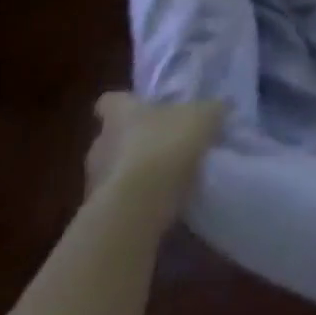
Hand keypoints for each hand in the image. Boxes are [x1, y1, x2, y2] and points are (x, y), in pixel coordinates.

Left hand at [85, 93, 226, 228]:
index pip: (110, 101)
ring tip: (162, 177)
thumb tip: (220, 105)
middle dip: (132, 141)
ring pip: (113, 169)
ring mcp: (95, 180)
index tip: (140, 108)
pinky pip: (119, 199)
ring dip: (133, 172)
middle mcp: (100, 143)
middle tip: (162, 143)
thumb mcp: (204, 116)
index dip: (124, 103)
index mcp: (120, 114)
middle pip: (111, 137)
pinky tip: (159, 202)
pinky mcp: (99, 212)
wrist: (138, 206)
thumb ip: (211, 108)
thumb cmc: (167, 145)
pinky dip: (135, 199)